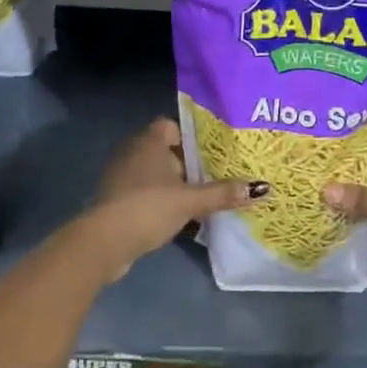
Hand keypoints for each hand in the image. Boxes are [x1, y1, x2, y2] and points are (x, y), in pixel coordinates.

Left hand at [76, 119, 268, 279]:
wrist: (104, 242)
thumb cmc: (148, 207)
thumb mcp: (190, 200)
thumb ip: (223, 193)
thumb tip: (262, 188)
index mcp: (149, 142)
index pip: (170, 126)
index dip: (189, 135)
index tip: (210, 151)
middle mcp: (132, 153)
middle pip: (164, 150)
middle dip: (186, 162)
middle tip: (213, 174)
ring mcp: (120, 177)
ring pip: (153, 173)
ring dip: (172, 184)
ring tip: (199, 196)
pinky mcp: (115, 201)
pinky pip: (143, 193)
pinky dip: (158, 200)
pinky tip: (176, 216)